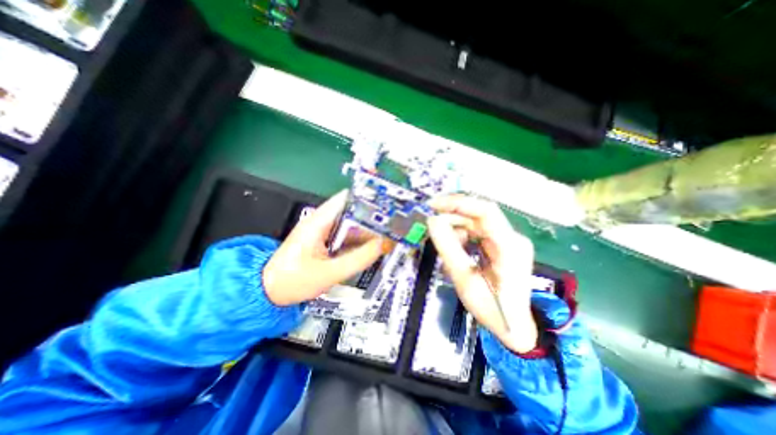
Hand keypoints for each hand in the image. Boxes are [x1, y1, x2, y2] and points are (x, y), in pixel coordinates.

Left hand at [264, 191, 383, 305]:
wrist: (270, 291)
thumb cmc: (293, 281)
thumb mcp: (329, 273)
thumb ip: (358, 259)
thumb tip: (382, 245)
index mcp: (319, 221)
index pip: (348, 198)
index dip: (368, 200)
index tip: (388, 207)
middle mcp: (322, 220)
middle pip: (353, 211)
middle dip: (372, 217)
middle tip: (393, 226)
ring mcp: (323, 230)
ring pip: (351, 224)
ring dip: (367, 229)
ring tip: (388, 236)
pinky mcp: (325, 239)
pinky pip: (346, 235)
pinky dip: (359, 239)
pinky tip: (371, 246)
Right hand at [423, 195, 540, 353]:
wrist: (514, 327)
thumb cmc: (492, 309)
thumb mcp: (464, 280)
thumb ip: (448, 248)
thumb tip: (432, 221)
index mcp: (509, 247)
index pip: (485, 212)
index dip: (458, 203)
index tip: (433, 205)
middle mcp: (512, 238)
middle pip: (479, 214)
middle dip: (452, 214)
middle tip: (430, 222)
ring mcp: (508, 240)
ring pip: (476, 221)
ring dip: (456, 226)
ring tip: (442, 241)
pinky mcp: (502, 244)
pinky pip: (478, 231)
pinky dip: (462, 234)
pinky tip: (455, 247)